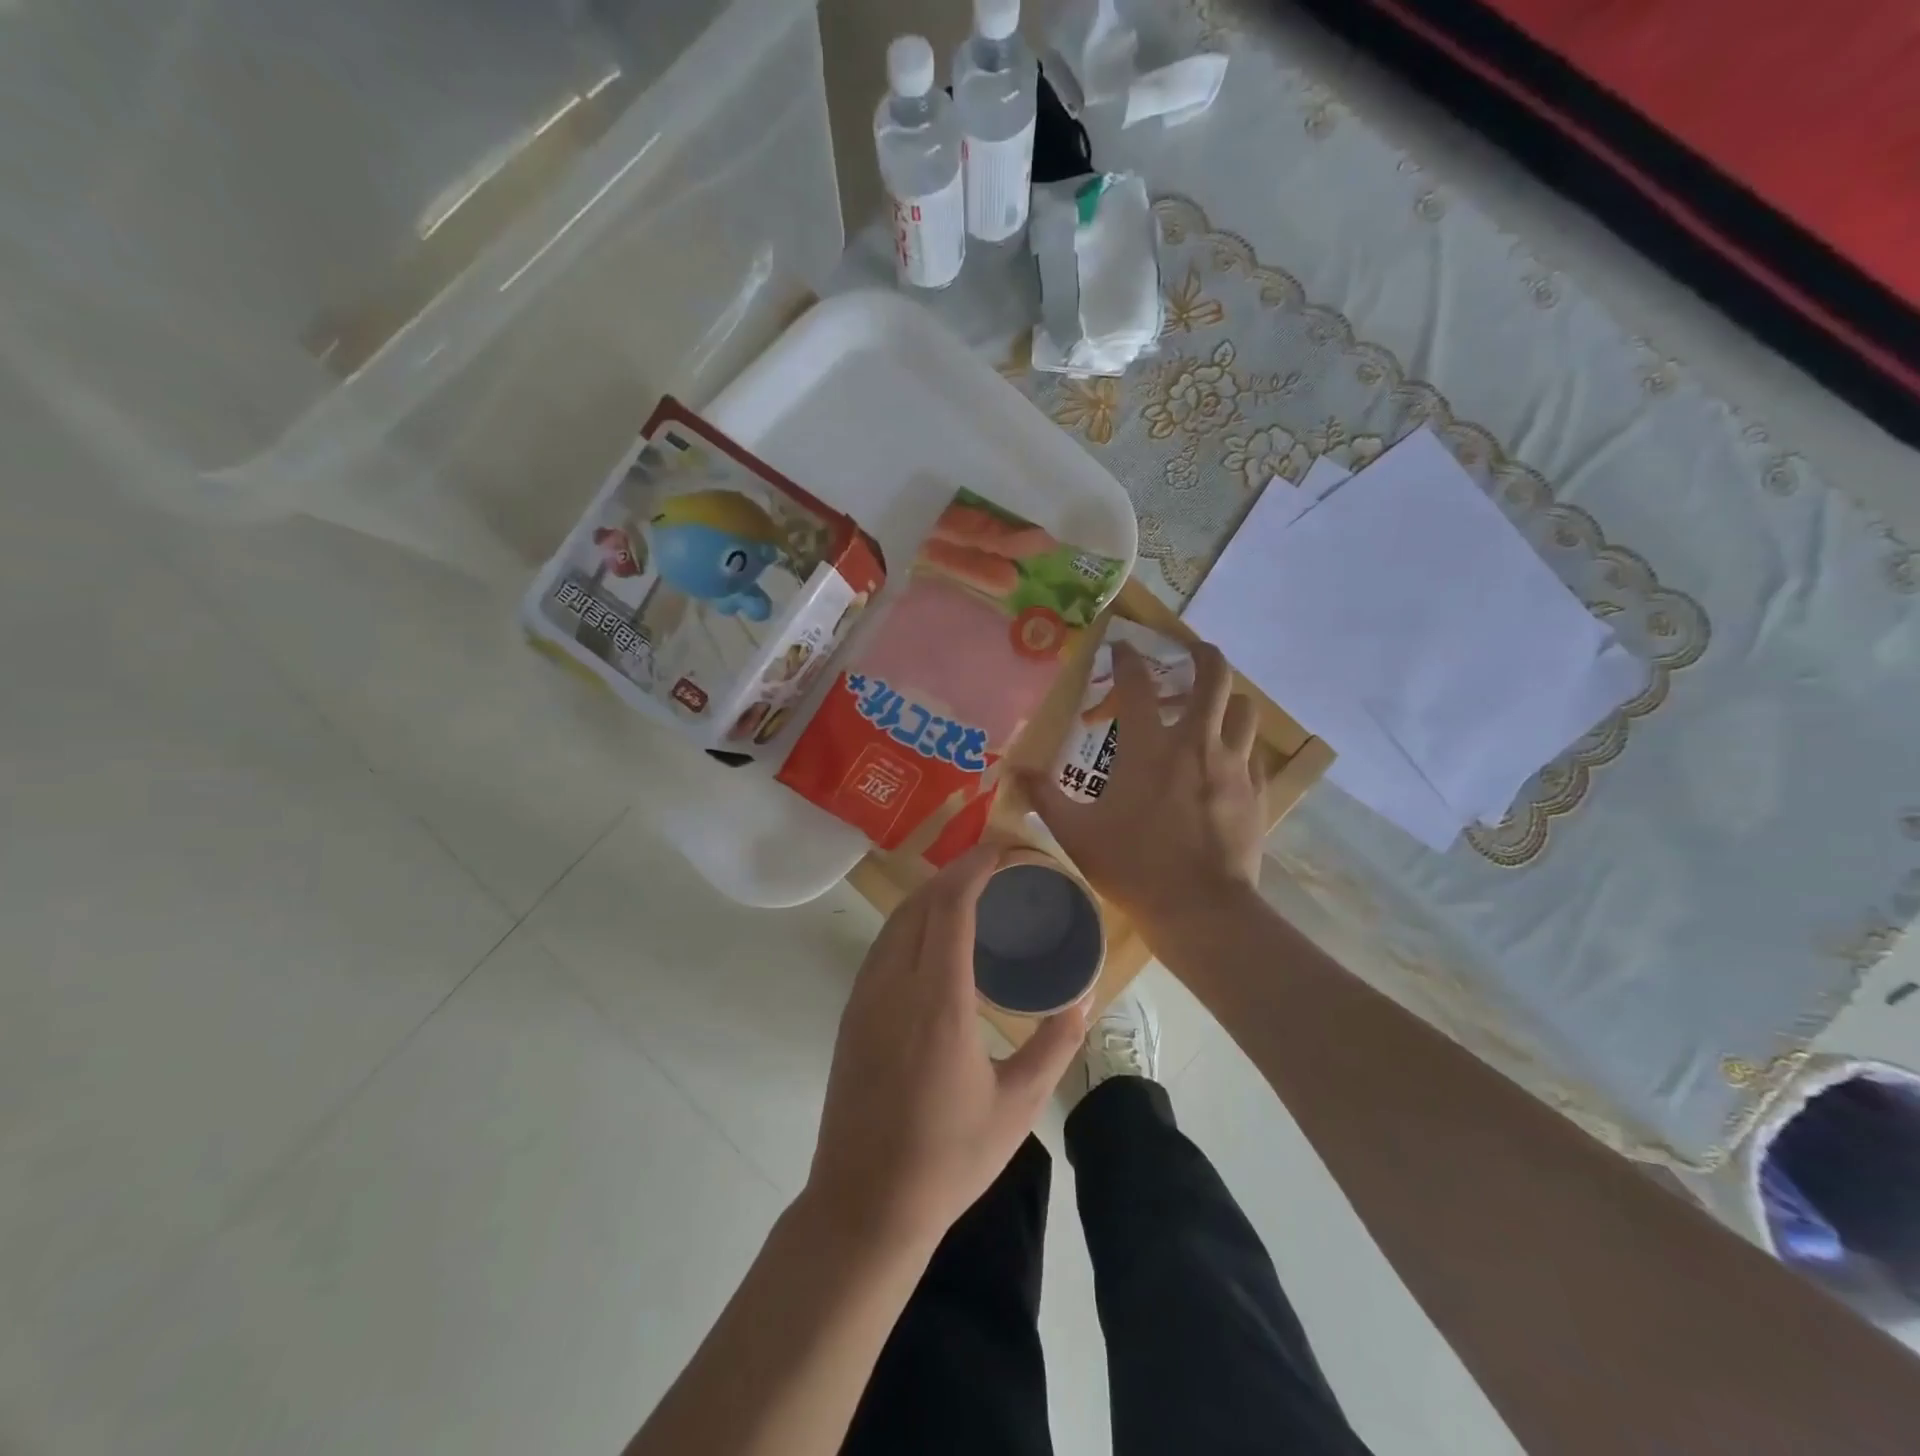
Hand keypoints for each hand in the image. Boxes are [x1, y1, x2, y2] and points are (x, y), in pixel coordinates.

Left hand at [804, 845, 1088, 1254]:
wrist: (865, 1204)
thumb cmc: (948, 1158)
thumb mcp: (1018, 1106)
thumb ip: (1054, 1046)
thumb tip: (1083, 999)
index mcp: (938, 1002)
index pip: (951, 905)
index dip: (977, 867)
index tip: (1006, 851)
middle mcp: (894, 985)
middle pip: (921, 900)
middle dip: (959, 871)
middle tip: (999, 868)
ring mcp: (865, 996)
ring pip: (897, 919)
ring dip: (933, 893)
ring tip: (973, 893)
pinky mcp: (852, 1012)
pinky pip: (883, 944)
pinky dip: (913, 921)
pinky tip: (937, 938)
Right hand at [1018, 639, 1264, 941]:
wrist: (1200, 909)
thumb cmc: (1133, 866)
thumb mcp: (1076, 833)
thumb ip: (1044, 796)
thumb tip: (1013, 773)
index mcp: (1149, 747)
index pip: (1138, 683)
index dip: (1127, 658)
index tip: (1121, 648)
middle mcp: (1196, 743)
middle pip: (1213, 675)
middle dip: (1200, 653)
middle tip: (1186, 650)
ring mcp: (1233, 765)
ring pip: (1243, 708)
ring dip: (1226, 700)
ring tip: (1209, 709)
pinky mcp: (1255, 791)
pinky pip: (1252, 752)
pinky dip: (1238, 744)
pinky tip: (1222, 761)